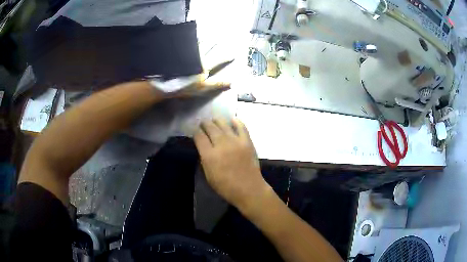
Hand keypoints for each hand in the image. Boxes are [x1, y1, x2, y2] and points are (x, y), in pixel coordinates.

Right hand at [194, 118, 268, 210]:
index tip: (195, 131)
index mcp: (209, 155)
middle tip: (203, 123)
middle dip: (205, 124)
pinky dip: (236, 121)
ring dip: (217, 120)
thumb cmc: (226, 187)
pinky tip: (232, 119)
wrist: (248, 189)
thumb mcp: (208, 175)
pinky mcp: (247, 141)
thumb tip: (203, 147)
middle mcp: (221, 144)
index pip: (199, 136)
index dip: (195, 132)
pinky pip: (241, 127)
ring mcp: (235, 141)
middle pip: (210, 127)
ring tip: (214, 120)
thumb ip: (204, 159)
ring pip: (223, 124)